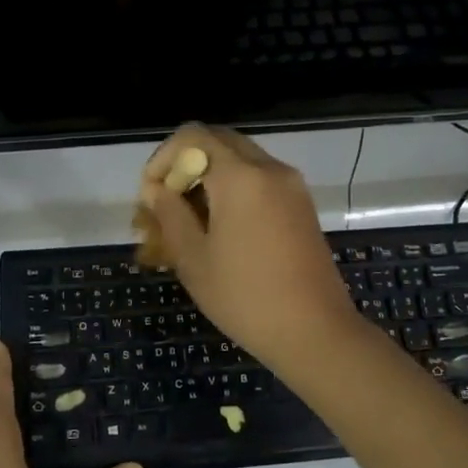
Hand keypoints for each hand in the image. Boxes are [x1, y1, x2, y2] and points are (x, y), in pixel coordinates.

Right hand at [139, 124, 364, 370]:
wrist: (314, 331)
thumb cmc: (245, 297)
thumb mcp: (194, 259)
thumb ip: (170, 214)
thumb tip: (156, 189)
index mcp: (241, 176)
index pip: (193, 136)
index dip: (163, 159)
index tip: (152, 196)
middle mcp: (270, 169)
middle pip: (219, 142)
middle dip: (186, 166)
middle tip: (168, 205)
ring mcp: (292, 186)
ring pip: (241, 161)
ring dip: (210, 178)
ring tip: (190, 221)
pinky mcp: (302, 206)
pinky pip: (261, 181)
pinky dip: (235, 191)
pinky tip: (221, 230)